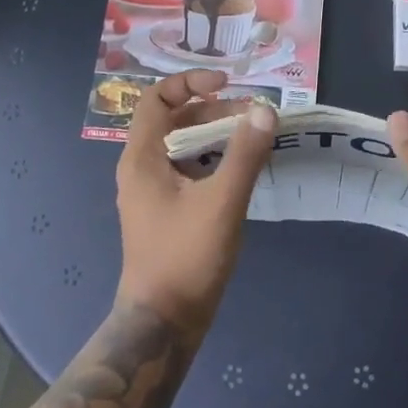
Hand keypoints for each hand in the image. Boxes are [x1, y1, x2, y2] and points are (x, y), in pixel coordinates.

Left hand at [115, 70, 275, 332]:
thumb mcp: (222, 202)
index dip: (190, 82)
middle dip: (213, 110)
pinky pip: (189, 169)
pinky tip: (243, 169)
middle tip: (253, 114)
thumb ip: (244, 153)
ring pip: (183, 145)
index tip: (227, 83)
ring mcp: (153, 191)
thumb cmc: (185, 258)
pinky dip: (213, 159)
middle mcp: (142, 168)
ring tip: (254, 137)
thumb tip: (265, 109)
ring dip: (216, 134)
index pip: (157, 98)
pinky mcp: (166, 211)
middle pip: (174, 119)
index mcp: (142, 157)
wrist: (162, 325)